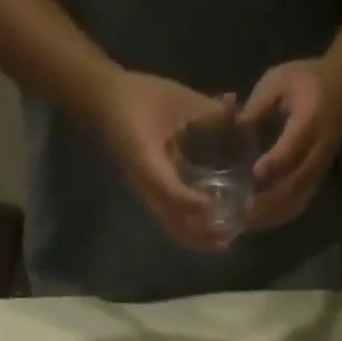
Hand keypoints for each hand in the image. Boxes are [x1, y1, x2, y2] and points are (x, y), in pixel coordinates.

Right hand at [92, 70, 233, 252]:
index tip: (210, 205)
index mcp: (149, 163)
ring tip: (222, 242)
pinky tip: (211, 229)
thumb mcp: (173, 98)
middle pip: (174, 224)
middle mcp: (149, 187)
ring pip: (175, 228)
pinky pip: (173, 221)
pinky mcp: (154, 196)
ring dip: (198, 239)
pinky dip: (192, 230)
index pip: (168, 191)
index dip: (189, 202)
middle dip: (201, 235)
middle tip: (228, 237)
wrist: (107, 105)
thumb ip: (204, 107)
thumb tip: (234, 108)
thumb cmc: (140, 98)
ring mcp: (151, 195)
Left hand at [241, 59, 341, 231]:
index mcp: (309, 120)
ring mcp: (317, 172)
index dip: (276, 161)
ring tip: (244, 223)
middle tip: (241, 212)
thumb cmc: (306, 83)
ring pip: (294, 201)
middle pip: (294, 184)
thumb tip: (230, 131)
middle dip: (267, 201)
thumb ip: (256, 106)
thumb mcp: (280, 81)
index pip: (293, 147)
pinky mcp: (314, 184)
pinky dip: (276, 217)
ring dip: (269, 215)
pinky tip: (256, 222)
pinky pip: (296, 206)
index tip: (256, 173)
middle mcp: (316, 152)